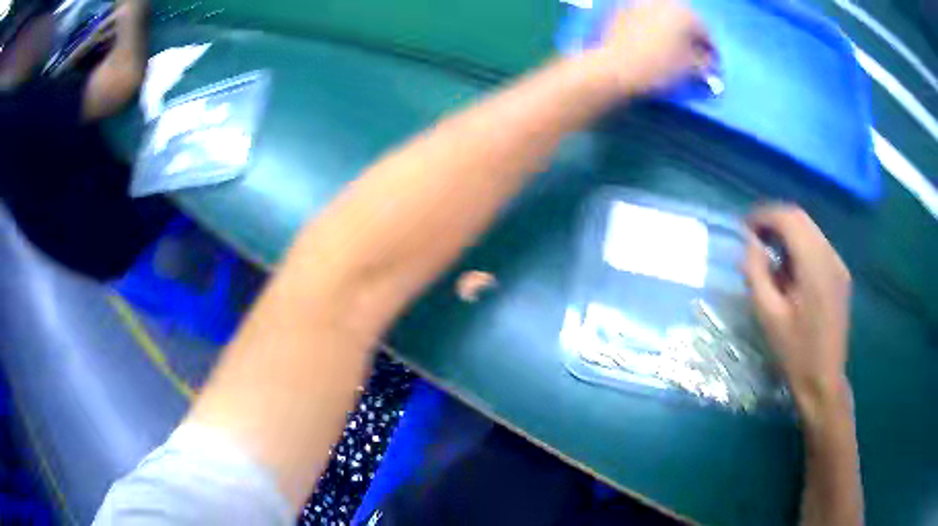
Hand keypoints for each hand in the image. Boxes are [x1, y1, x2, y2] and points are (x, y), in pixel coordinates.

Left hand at [593, 0, 713, 94]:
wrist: (615, 67)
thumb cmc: (659, 68)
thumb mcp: (691, 69)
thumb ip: (705, 63)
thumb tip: (710, 63)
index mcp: (686, 14)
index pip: (705, 33)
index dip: (711, 52)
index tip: (712, 66)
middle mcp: (664, 2)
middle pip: (684, 20)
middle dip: (690, 37)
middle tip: (692, 55)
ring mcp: (640, 3)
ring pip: (663, 16)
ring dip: (670, 30)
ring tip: (671, 48)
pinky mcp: (621, 9)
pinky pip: (643, 17)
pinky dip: (650, 27)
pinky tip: (649, 41)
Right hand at [742, 205, 852, 418]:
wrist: (824, 380)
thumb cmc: (795, 353)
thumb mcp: (768, 316)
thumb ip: (757, 273)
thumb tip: (750, 244)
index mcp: (815, 266)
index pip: (790, 219)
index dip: (764, 216)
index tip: (744, 228)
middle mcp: (831, 257)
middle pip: (801, 219)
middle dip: (774, 221)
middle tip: (753, 239)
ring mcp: (839, 265)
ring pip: (810, 230)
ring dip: (787, 233)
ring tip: (769, 255)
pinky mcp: (841, 275)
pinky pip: (818, 246)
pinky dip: (800, 246)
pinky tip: (790, 270)